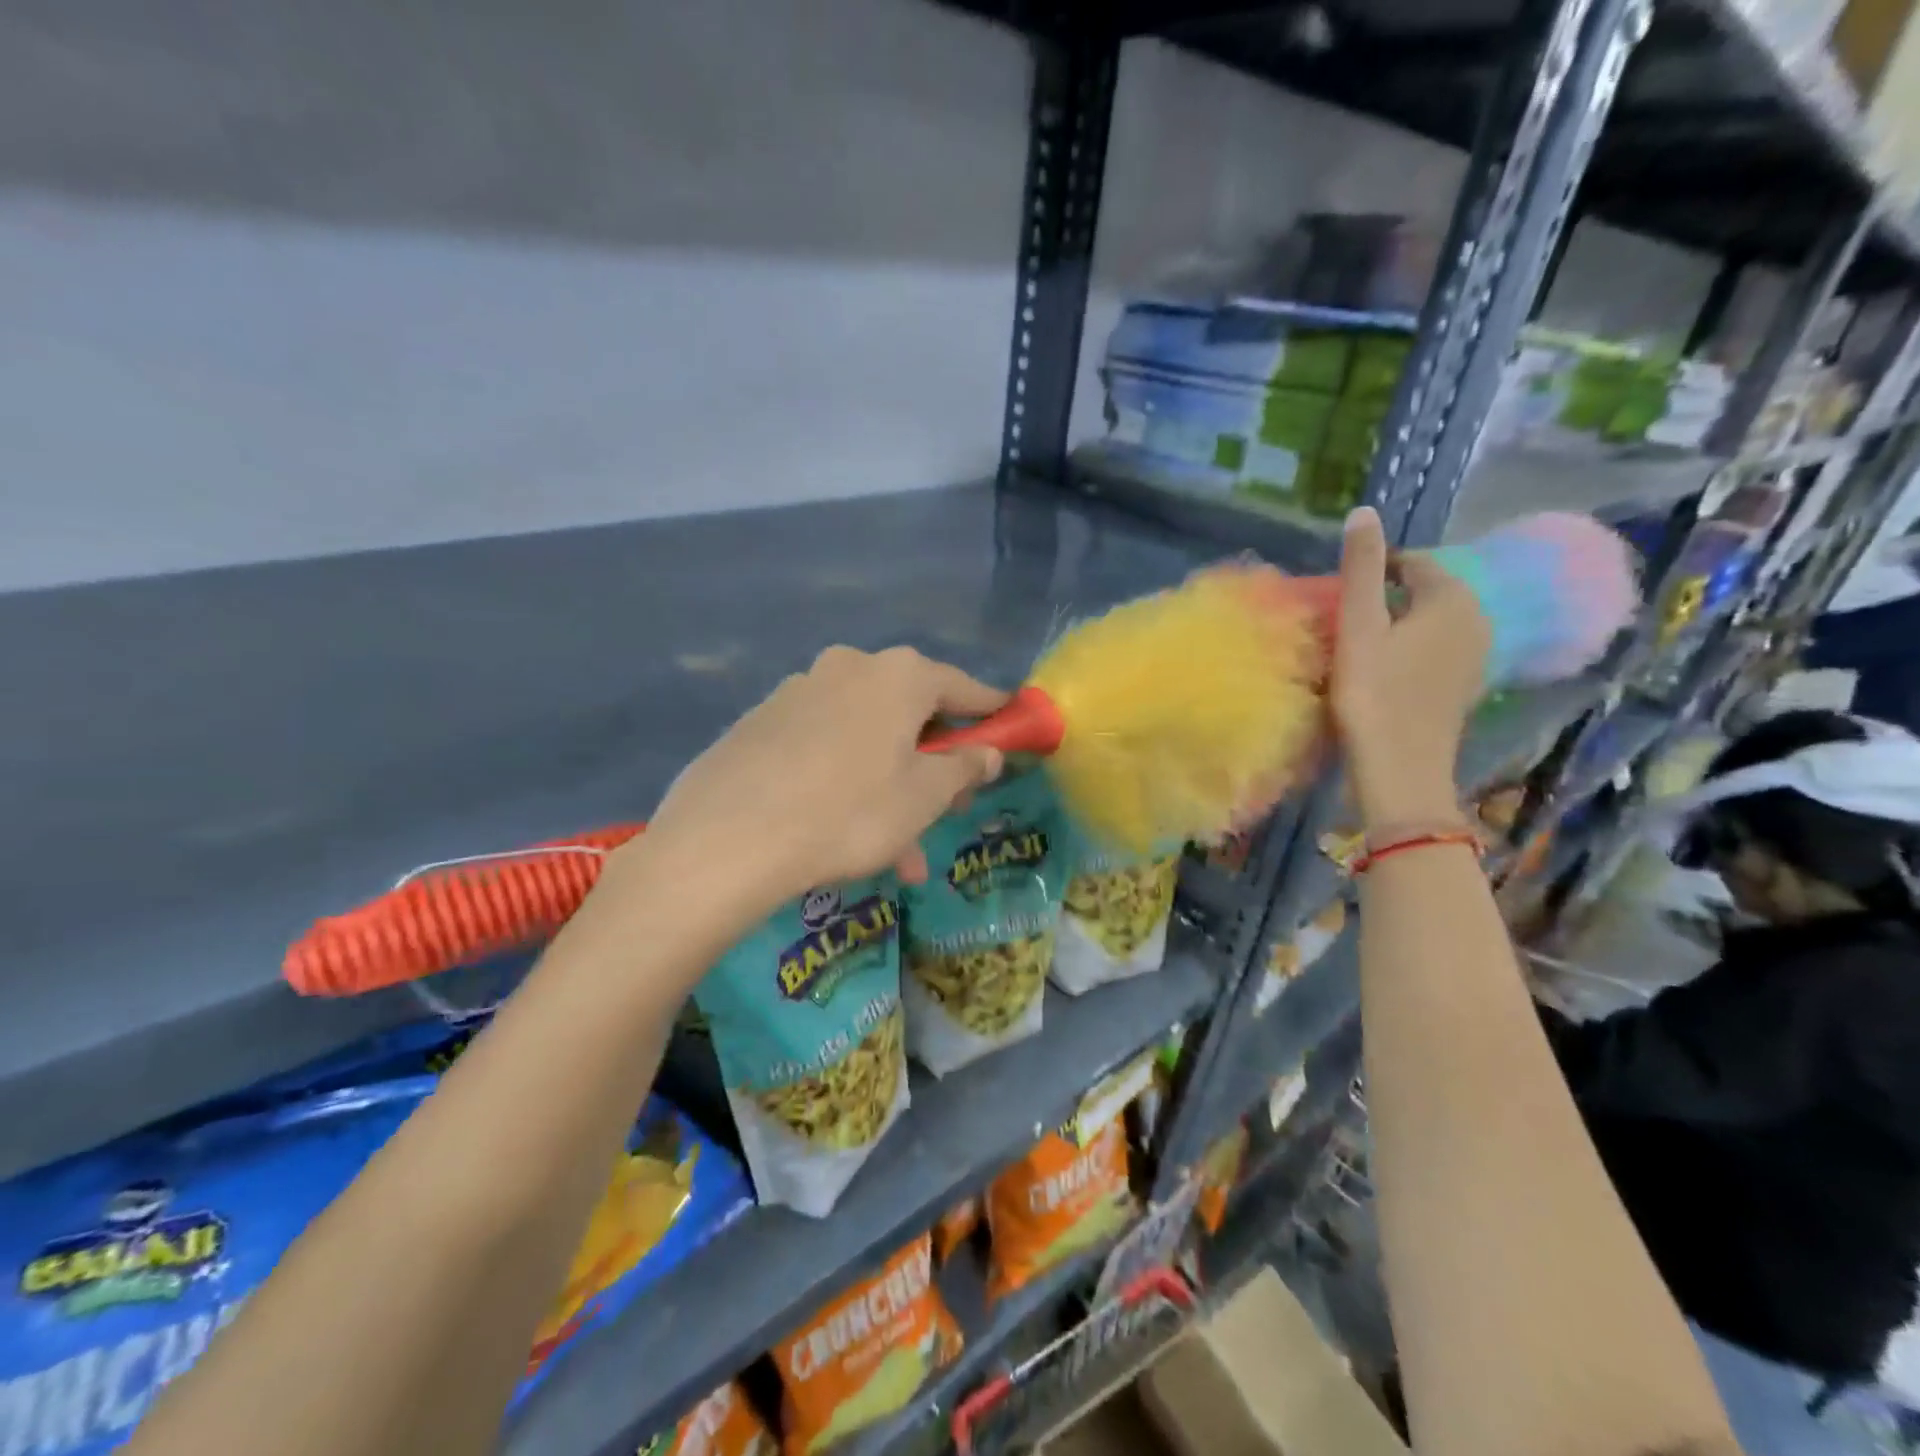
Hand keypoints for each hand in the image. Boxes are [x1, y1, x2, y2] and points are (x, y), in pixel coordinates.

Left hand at [638, 646, 1007, 915]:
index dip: (991, 711)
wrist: (728, 838)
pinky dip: (844, 781)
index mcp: (898, 675)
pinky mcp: (761, 720)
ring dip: (888, 786)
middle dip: (932, 763)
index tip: (1010, 726)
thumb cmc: (849, 812)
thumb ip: (964, 768)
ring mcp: (799, 691)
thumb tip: (988, 752)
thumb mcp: (924, 797)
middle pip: (910, 712)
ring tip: (896, 852)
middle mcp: (850, 668)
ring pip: (865, 738)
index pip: (962, 686)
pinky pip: (823, 746)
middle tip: (945, 807)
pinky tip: (839, 831)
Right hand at [1330, 507, 1489, 826]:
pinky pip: (1436, 649)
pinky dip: (1410, 648)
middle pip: (1425, 592)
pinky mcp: (1465, 686)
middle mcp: (1476, 620)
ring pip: (1431, 622)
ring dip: (1398, 624)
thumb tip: (1364, 511)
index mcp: (1451, 599)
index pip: (1413, 563)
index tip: (1338, 589)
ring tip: (1358, 641)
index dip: (1374, 568)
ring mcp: (1475, 657)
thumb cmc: (1373, 694)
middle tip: (1343, 615)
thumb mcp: (1358, 626)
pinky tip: (1384, 669)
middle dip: (1386, 595)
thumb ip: (1361, 568)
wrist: (1400, 769)